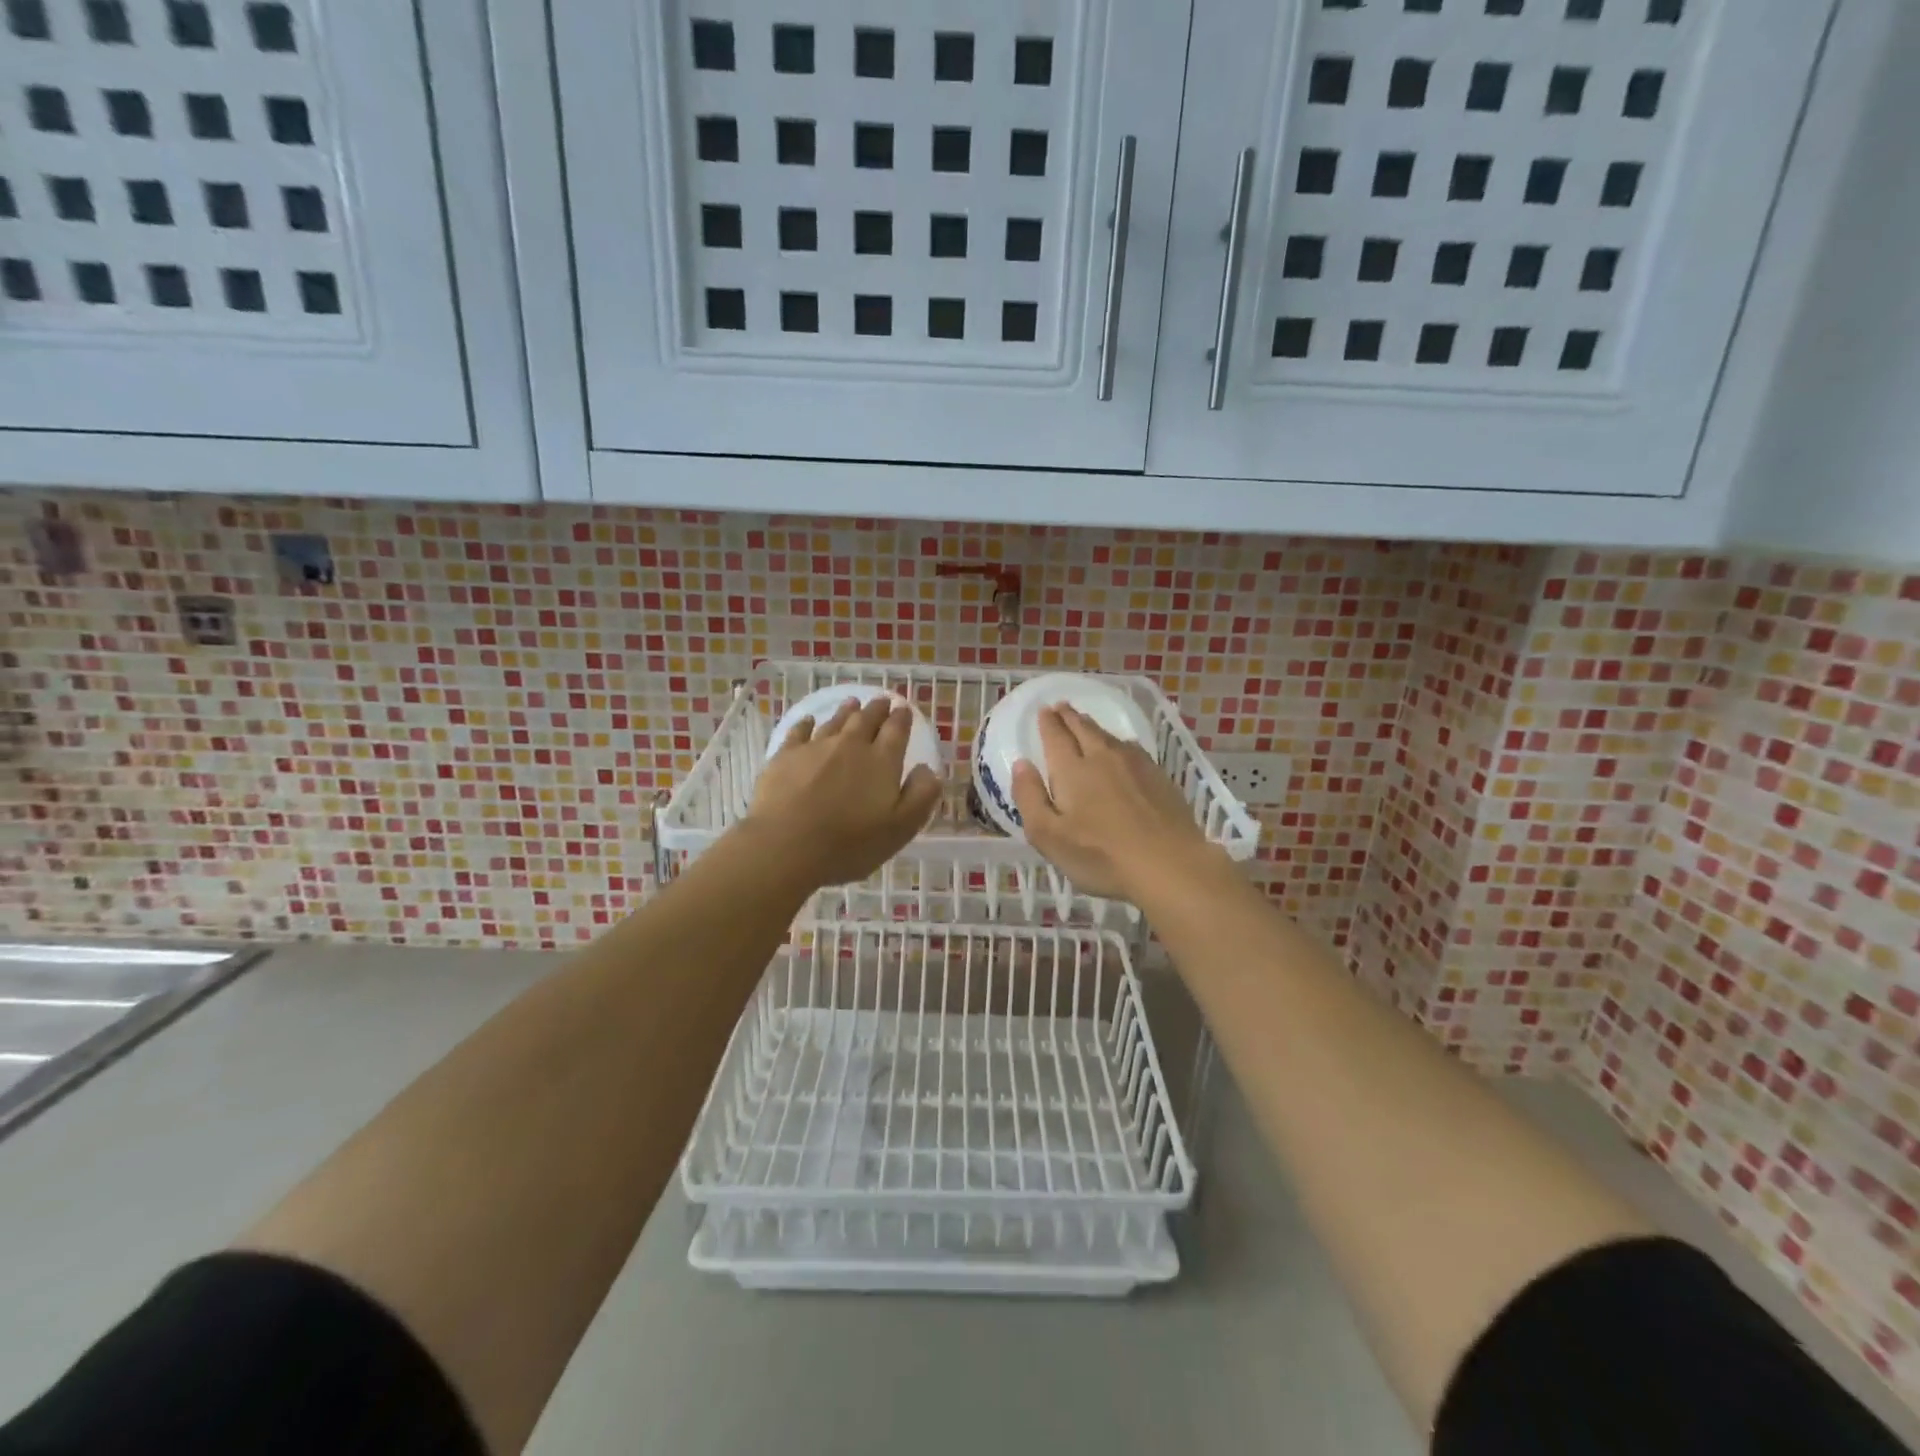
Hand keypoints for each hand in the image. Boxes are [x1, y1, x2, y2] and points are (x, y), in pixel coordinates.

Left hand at [746, 695, 942, 888]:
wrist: (786, 846)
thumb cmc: (849, 844)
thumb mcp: (901, 828)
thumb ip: (921, 796)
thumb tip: (928, 769)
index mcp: (882, 761)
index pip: (896, 730)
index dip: (902, 718)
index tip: (904, 709)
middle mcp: (851, 745)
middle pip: (866, 719)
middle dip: (877, 709)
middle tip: (882, 701)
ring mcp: (815, 747)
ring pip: (835, 721)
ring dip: (846, 711)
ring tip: (853, 703)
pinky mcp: (785, 756)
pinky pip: (799, 732)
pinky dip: (806, 724)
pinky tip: (808, 722)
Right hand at [1011, 705, 1217, 900]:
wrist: (1169, 864)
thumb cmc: (1101, 856)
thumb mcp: (1048, 836)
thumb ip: (1030, 797)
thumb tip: (1022, 764)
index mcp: (1072, 770)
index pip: (1056, 737)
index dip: (1048, 723)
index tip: (1043, 711)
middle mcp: (1102, 757)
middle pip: (1083, 729)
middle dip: (1069, 717)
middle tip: (1061, 706)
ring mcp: (1135, 765)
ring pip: (1108, 736)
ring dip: (1093, 726)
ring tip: (1085, 722)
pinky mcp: (1159, 777)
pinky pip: (1132, 749)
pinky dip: (1119, 743)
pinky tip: (1122, 748)